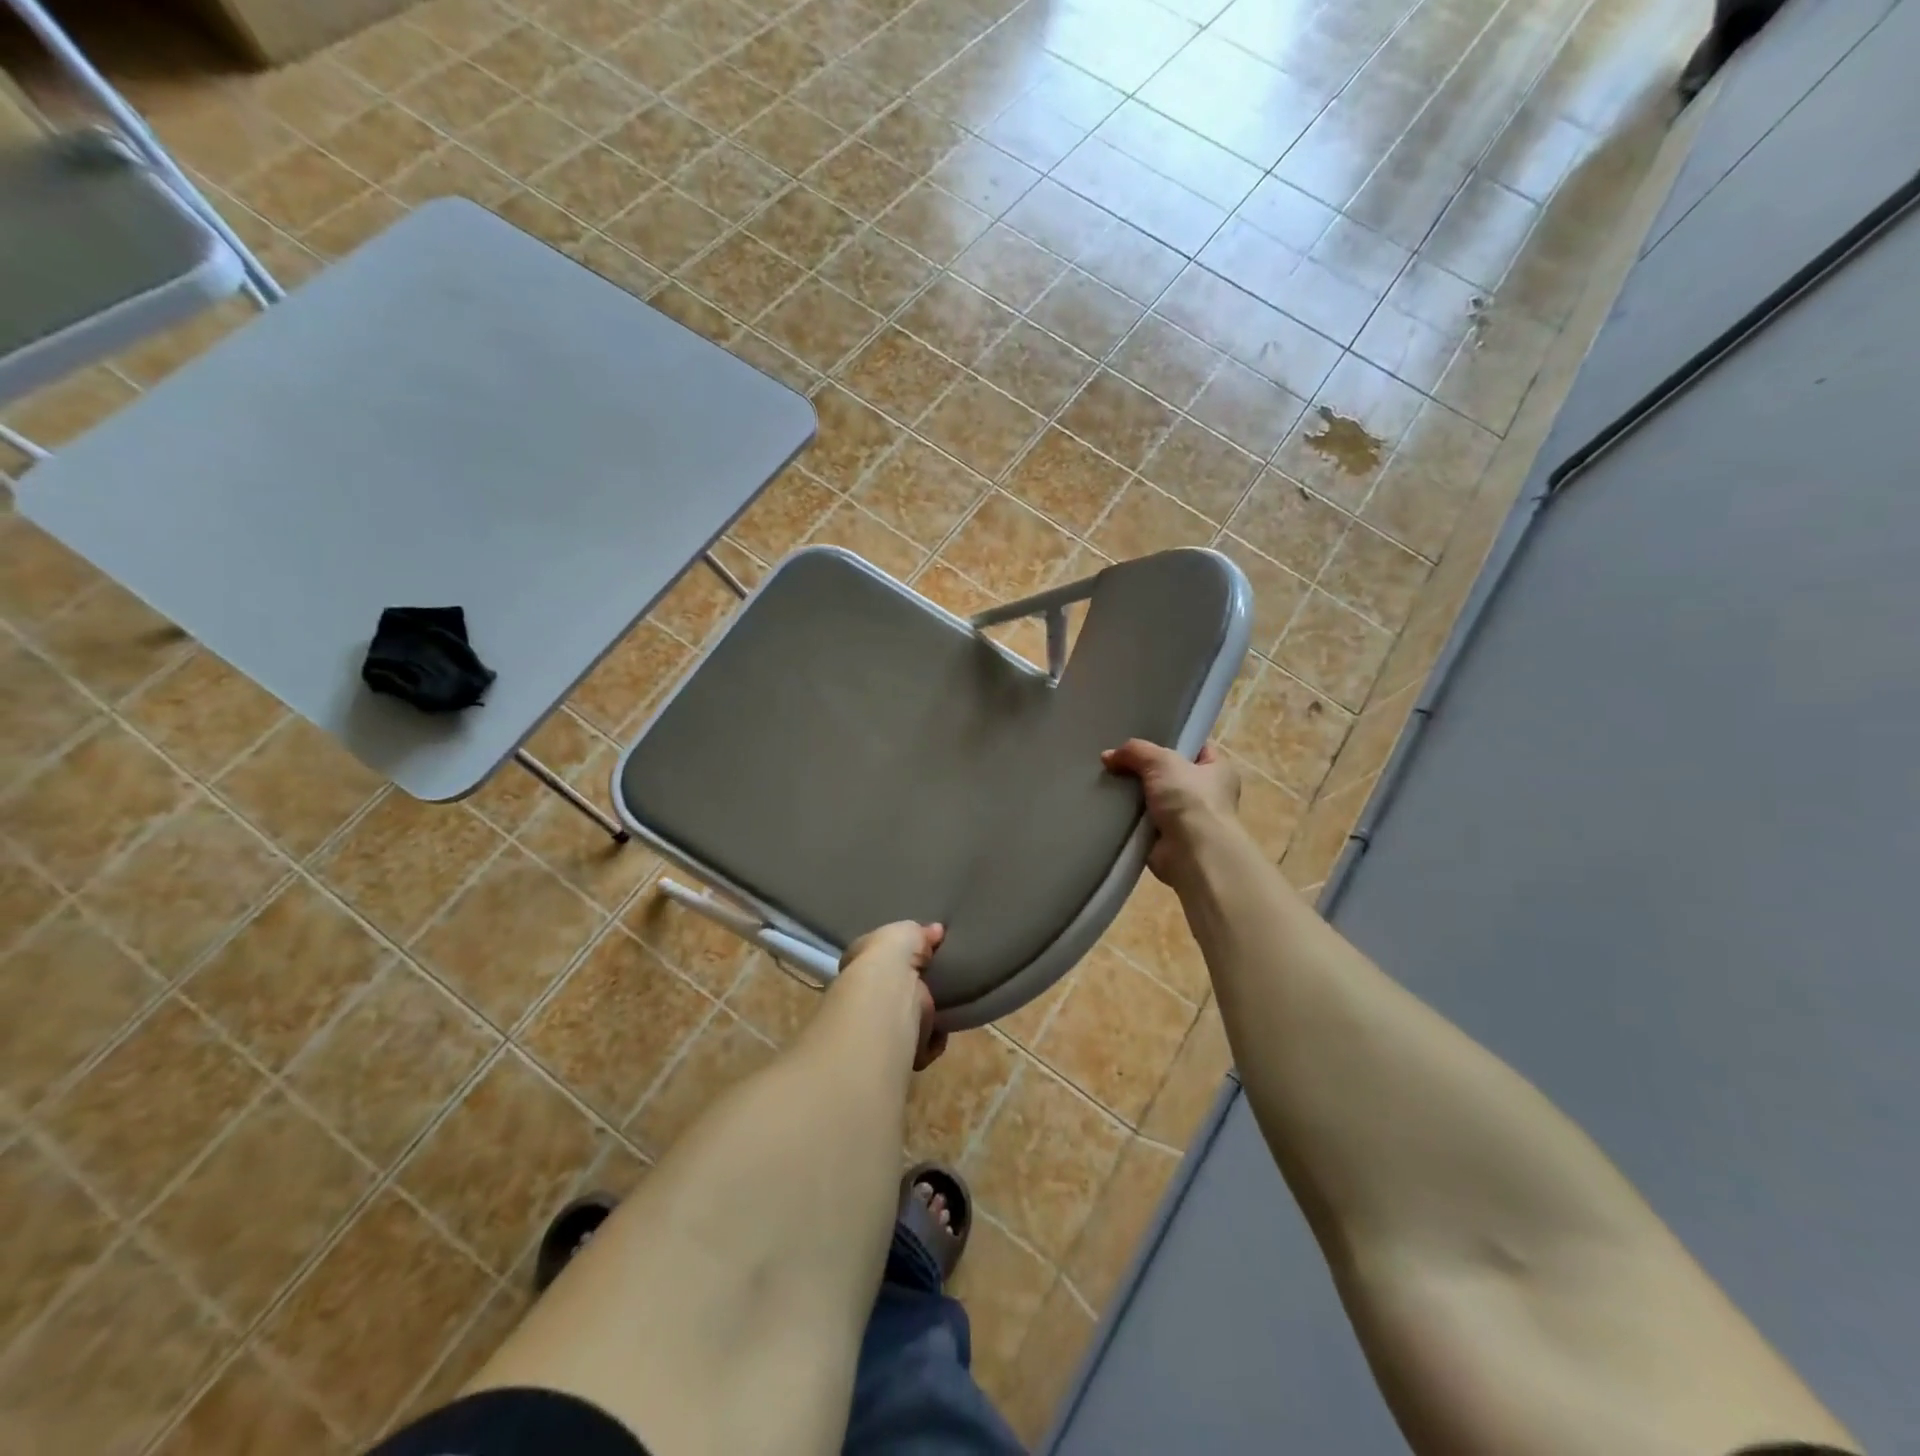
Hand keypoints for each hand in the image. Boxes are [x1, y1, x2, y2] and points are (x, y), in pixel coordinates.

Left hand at [839, 921, 947, 1069]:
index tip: (924, 957)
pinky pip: (922, 1045)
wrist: (884, 999)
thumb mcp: (904, 932)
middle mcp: (864, 995)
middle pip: (895, 991)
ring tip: (945, 1007)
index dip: (899, 959)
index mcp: (860, 963)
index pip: (879, 960)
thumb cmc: (887, 959)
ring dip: (925, 1019)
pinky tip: (940, 1030)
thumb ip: (920, 933)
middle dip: (915, 991)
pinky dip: (933, 1041)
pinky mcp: (896, 1049)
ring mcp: (879, 1025)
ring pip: (908, 1020)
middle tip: (940, 983)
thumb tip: (937, 930)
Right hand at [1102, 739, 1240, 884]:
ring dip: (1134, 795)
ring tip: (1107, 782)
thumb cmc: (1190, 798)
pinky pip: (1143, 822)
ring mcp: (1187, 819)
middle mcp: (1207, 795)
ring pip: (1154, 798)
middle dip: (1146, 769)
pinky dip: (1128, 818)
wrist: (1192, 852)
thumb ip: (1135, 751)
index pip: (1196, 748)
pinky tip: (1109, 808)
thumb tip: (1108, 756)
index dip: (1173, 741)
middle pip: (1170, 774)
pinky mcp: (1168, 840)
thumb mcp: (1161, 761)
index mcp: (1219, 771)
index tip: (1146, 738)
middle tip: (1117, 761)